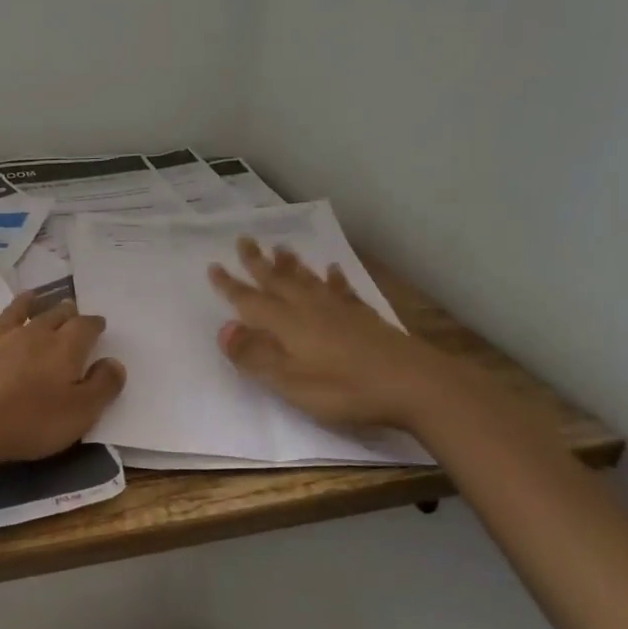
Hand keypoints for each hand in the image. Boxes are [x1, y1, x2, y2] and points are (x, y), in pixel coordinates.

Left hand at [0, 294, 126, 466]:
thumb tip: (115, 362)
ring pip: (17, 314)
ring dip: (27, 304)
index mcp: (64, 348)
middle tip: (71, 307)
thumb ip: (103, 385)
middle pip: (53, 316)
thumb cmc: (32, 421)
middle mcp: (33, 335)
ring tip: (33, 295)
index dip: (94, 324)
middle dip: (65, 311)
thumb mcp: (81, 412)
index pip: (85, 327)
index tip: (99, 324)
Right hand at [207, 238, 460, 432]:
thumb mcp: (289, 381)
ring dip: (291, 264)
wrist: (413, 384)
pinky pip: (342, 290)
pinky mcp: (364, 317)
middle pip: (277, 280)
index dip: (230, 285)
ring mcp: (339, 310)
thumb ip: (255, 356)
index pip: (250, 301)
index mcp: (286, 325)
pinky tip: (332, 270)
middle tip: (244, 239)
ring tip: (280, 247)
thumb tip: (223, 328)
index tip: (214, 265)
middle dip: (257, 262)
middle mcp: (308, 309)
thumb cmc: (344, 389)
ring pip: (307, 280)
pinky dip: (333, 278)